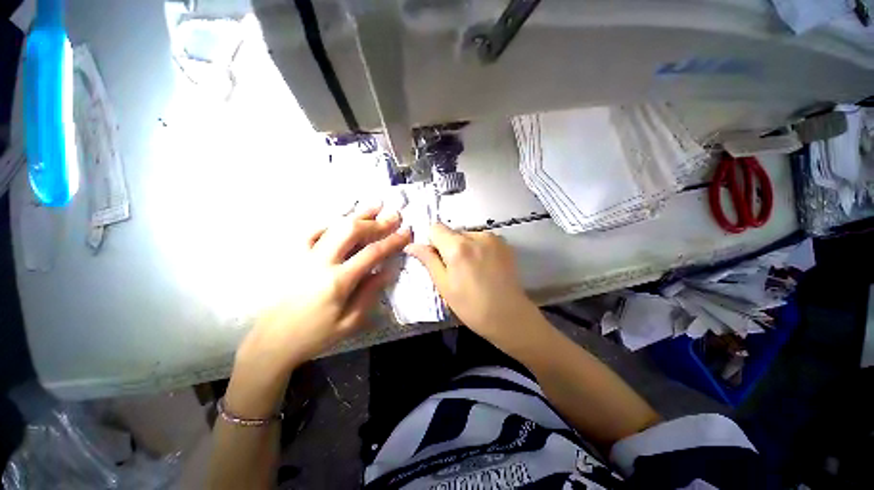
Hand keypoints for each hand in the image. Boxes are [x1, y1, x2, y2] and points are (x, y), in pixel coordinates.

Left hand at [236, 206, 411, 379]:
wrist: (271, 341)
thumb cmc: (314, 335)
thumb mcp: (350, 322)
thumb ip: (371, 292)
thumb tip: (388, 269)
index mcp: (338, 281)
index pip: (372, 253)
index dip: (392, 241)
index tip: (406, 232)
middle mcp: (320, 261)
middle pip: (351, 231)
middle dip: (376, 222)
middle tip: (394, 215)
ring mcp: (303, 255)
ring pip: (333, 225)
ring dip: (356, 214)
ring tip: (374, 205)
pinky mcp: (292, 255)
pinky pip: (312, 230)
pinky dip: (330, 221)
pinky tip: (341, 218)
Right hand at [405, 223, 539, 345]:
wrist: (510, 317)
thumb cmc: (472, 306)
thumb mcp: (444, 286)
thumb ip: (428, 260)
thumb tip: (411, 245)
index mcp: (458, 247)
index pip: (435, 228)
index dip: (432, 242)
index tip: (437, 259)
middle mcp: (476, 235)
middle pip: (452, 232)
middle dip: (448, 246)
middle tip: (456, 270)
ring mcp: (493, 238)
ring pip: (467, 235)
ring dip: (464, 247)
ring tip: (473, 270)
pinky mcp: (504, 243)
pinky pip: (482, 239)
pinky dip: (478, 248)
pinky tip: (485, 267)